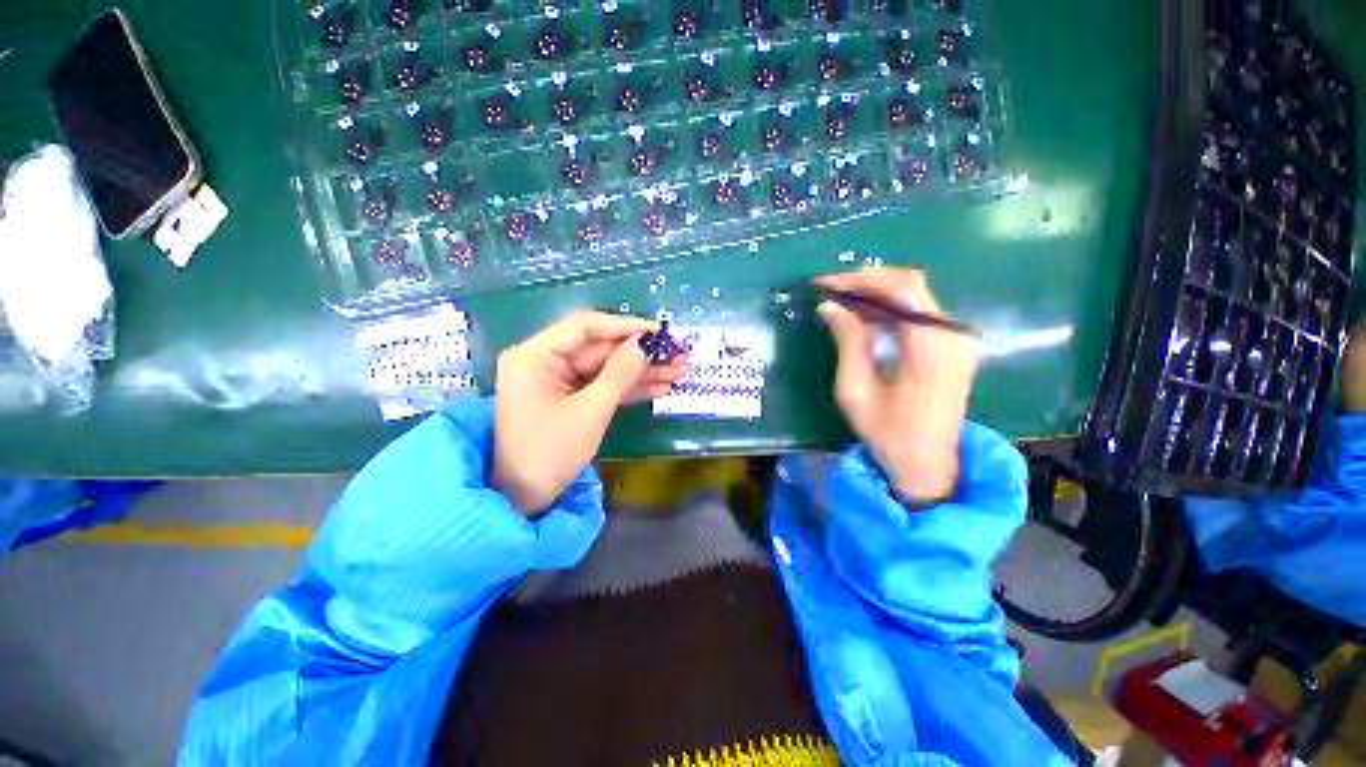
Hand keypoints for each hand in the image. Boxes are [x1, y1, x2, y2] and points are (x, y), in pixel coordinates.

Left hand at [493, 311, 687, 514]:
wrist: (524, 500)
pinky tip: (660, 387)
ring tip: (679, 372)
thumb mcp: (590, 411)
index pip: (585, 327)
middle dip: (641, 354)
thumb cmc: (549, 454)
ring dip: (642, 372)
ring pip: (607, 368)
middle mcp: (545, 361)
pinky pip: (604, 386)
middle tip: (679, 354)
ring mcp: (560, 380)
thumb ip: (621, 373)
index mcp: (535, 356)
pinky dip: (630, 389)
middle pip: (601, 348)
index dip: (625, 327)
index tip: (660, 333)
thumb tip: (648, 343)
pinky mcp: (571, 398)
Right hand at [815, 268, 979, 504]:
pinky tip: (866, 317)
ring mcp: (959, 339)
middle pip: (911, 284)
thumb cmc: (887, 433)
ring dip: (877, 293)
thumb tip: (830, 307)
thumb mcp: (856, 390)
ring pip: (917, 295)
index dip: (860, 279)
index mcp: (930, 348)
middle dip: (866, 282)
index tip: (825, 284)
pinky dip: (891, 308)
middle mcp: (952, 335)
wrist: (928, 464)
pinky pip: (921, 312)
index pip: (900, 289)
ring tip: (842, 302)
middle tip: (831, 291)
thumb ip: (847, 343)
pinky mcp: (956, 346)